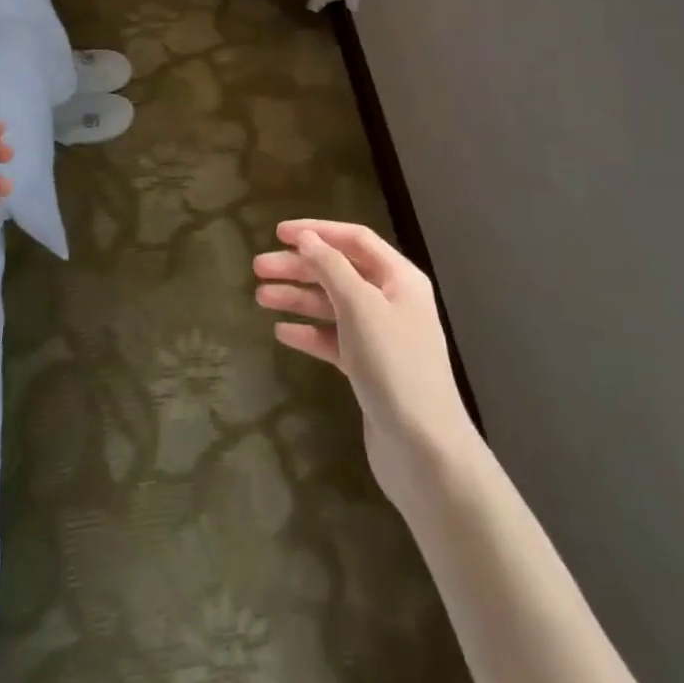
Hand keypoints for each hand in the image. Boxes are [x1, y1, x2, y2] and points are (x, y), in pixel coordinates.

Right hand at [254, 219, 474, 500]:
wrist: (425, 451)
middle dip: (299, 267)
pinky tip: (282, 333)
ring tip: (260, 297)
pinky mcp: (369, 369)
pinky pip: (334, 340)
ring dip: (298, 298)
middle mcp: (392, 301)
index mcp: (399, 278)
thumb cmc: (395, 367)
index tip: (278, 232)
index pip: (354, 239)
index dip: (317, 231)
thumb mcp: (361, 306)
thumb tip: (307, 238)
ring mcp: (381, 337)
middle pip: (339, 271)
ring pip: (332, 305)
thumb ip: (331, 267)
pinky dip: (309, 333)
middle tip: (258, 267)